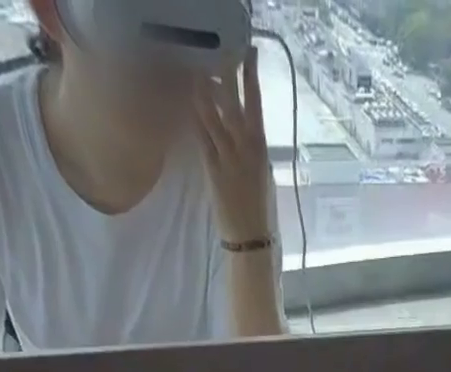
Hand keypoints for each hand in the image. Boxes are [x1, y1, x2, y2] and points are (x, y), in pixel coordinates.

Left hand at [194, 51, 273, 246]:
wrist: (251, 239)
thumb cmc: (261, 211)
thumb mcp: (264, 174)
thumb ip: (254, 151)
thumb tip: (247, 131)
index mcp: (261, 147)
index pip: (255, 101)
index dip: (250, 75)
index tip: (247, 54)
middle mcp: (243, 146)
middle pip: (230, 99)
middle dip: (223, 73)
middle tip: (215, 54)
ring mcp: (225, 156)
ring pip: (211, 113)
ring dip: (201, 88)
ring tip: (195, 69)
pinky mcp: (211, 168)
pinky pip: (200, 135)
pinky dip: (193, 116)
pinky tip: (186, 101)